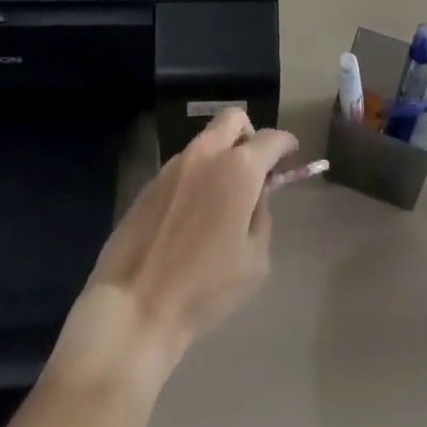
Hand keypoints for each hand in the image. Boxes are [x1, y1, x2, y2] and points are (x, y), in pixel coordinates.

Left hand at [61, 109, 297, 378]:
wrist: (135, 306)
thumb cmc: (204, 289)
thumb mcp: (254, 262)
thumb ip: (261, 217)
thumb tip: (255, 197)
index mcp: (239, 169)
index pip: (270, 139)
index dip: (285, 144)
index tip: (291, 153)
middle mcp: (207, 154)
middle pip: (234, 119)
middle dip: (250, 134)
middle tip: (255, 166)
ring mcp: (175, 164)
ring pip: (207, 141)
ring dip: (221, 155)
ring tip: (222, 197)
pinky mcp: (152, 180)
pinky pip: (184, 164)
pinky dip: (198, 175)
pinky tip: (193, 213)